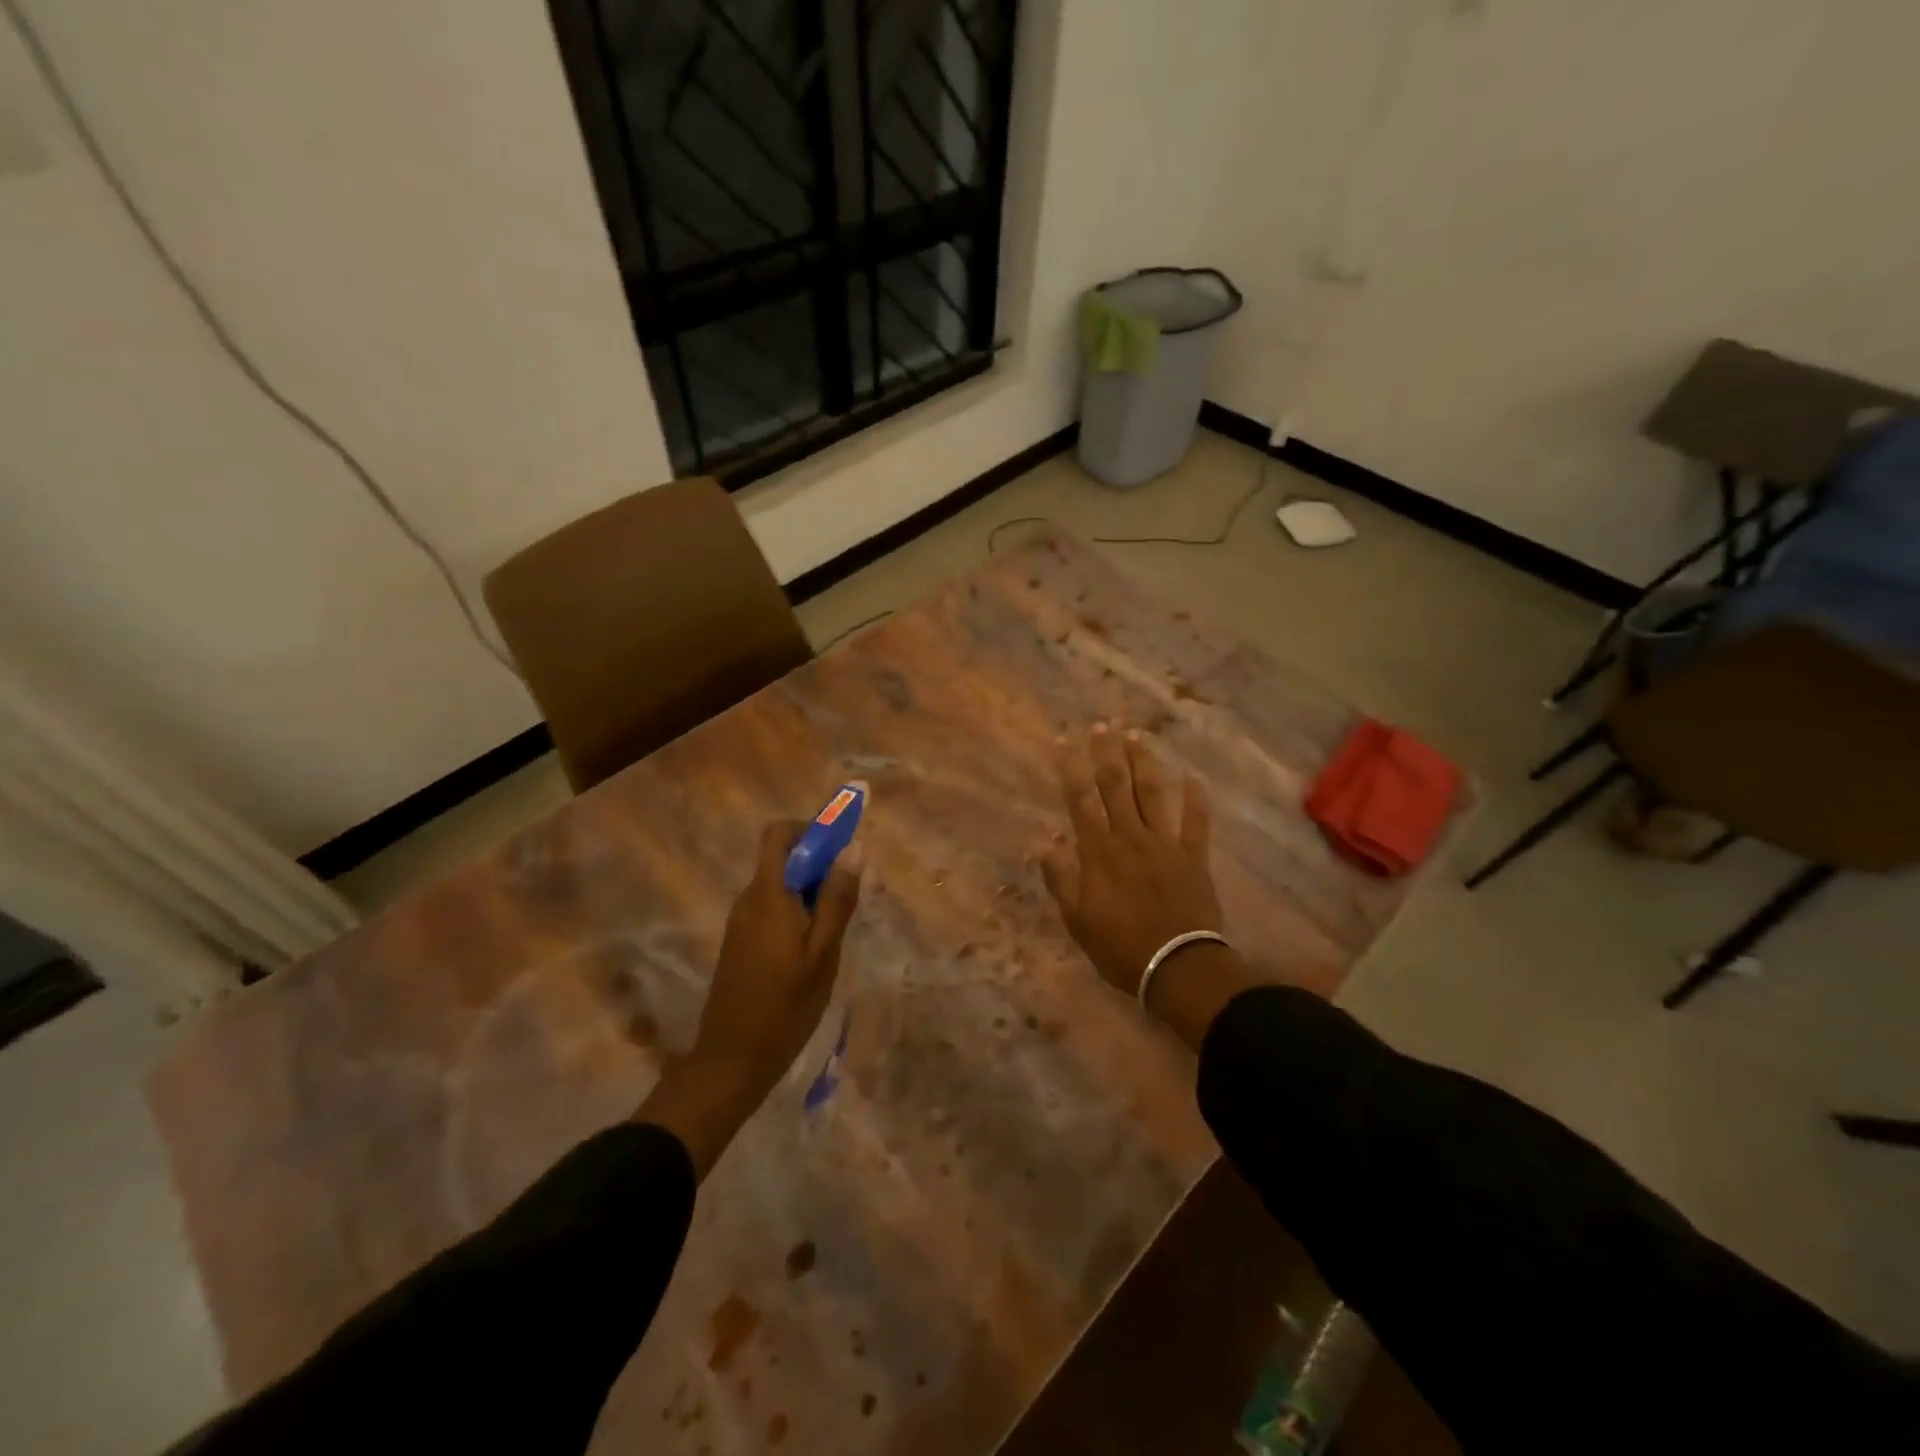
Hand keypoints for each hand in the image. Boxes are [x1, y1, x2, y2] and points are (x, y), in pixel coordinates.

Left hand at [639, 821, 862, 1177]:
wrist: (731, 1061)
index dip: (810, 829)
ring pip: (780, 885)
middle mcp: (748, 899)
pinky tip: (815, 949)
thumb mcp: (823, 952)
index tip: (842, 848)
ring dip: (810, 891)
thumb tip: (853, 848)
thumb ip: (837, 899)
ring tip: (836, 928)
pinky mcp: (741, 943)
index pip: (778, 834)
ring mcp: (741, 922)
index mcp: (766, 894)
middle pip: (782, 858)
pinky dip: (797, 912)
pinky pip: (772, 908)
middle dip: (818, 864)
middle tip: (849, 896)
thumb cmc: (784, 1006)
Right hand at [1040, 725, 1252, 1048]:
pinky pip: (1196, 824)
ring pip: (1153, 795)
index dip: (1073, 768)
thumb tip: (1043, 840)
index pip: (1081, 800)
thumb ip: (1060, 877)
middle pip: (1117, 787)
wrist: (1176, 967)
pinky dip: (1196, 801)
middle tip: (1104, 725)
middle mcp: (1131, 838)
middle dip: (1108, 753)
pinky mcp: (1194, 858)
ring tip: (1138, 737)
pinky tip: (1194, 779)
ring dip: (1145, 764)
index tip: (1067, 740)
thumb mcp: (1077, 919)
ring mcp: (1166, 845)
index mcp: (1099, 852)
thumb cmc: (1119, 947)